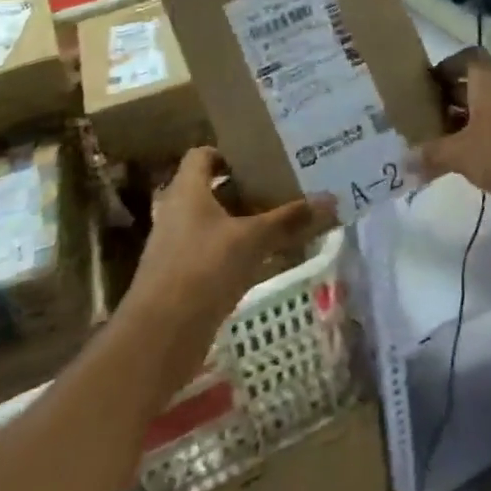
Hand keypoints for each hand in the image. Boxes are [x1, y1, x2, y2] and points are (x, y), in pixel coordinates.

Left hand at [122, 148, 333, 352]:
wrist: (159, 337)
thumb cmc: (203, 270)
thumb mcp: (252, 240)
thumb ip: (289, 219)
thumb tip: (331, 199)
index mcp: (187, 191)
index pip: (202, 155)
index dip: (230, 153)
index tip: (262, 158)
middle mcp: (178, 212)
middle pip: (213, 189)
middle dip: (247, 188)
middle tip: (283, 185)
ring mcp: (178, 246)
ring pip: (215, 222)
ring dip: (244, 220)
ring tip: (282, 218)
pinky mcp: (183, 276)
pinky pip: (215, 251)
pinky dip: (238, 249)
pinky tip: (267, 256)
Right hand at [413, 49, 490, 218]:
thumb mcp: (462, 154)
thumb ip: (432, 155)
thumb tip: (404, 160)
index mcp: (488, 79)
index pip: (465, 58)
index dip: (444, 69)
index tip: (426, 88)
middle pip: (477, 83)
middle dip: (453, 100)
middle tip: (430, 121)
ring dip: (472, 120)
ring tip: (451, 144)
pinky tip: (481, 160)